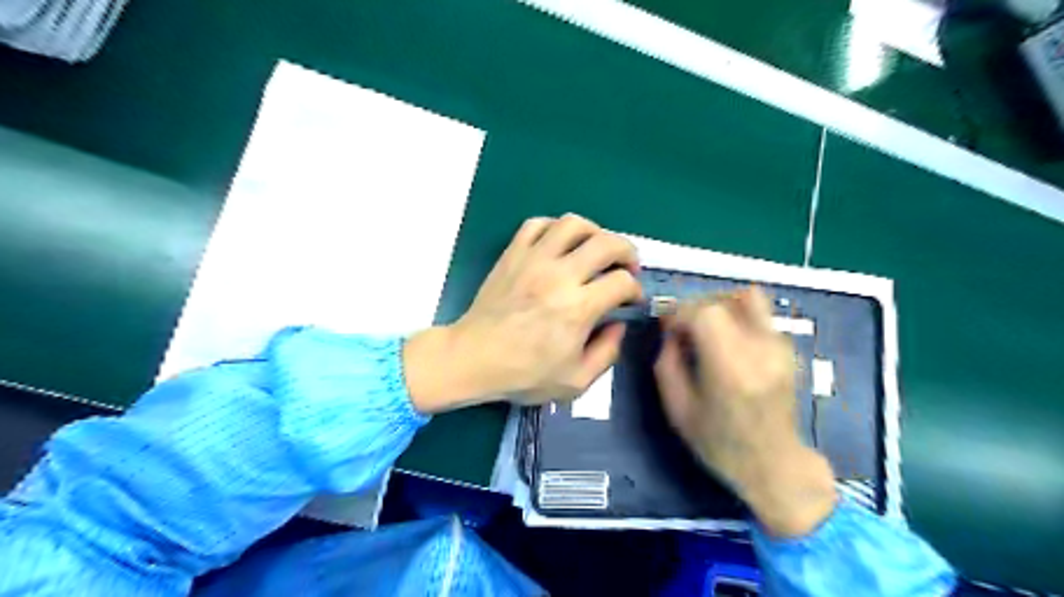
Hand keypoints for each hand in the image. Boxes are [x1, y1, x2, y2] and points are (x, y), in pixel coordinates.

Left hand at [407, 214, 638, 414]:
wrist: (473, 358)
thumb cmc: (524, 374)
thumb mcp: (576, 381)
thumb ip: (607, 353)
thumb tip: (619, 325)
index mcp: (578, 308)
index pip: (622, 282)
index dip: (635, 289)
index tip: (631, 300)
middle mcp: (559, 275)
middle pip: (607, 242)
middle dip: (627, 252)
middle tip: (626, 267)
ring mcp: (533, 259)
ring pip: (573, 224)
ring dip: (594, 232)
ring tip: (595, 249)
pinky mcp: (512, 254)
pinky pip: (537, 224)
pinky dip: (555, 228)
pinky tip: (560, 244)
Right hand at [653, 287, 834, 538]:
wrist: (774, 464)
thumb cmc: (719, 443)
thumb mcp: (677, 409)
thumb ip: (667, 363)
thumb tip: (669, 331)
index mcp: (730, 367)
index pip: (705, 312)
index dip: (680, 312)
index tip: (668, 328)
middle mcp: (760, 349)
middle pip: (724, 300)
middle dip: (696, 307)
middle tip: (683, 329)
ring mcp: (780, 346)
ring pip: (747, 298)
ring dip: (719, 307)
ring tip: (706, 330)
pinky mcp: (788, 348)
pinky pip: (758, 314)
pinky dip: (737, 317)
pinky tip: (727, 343)